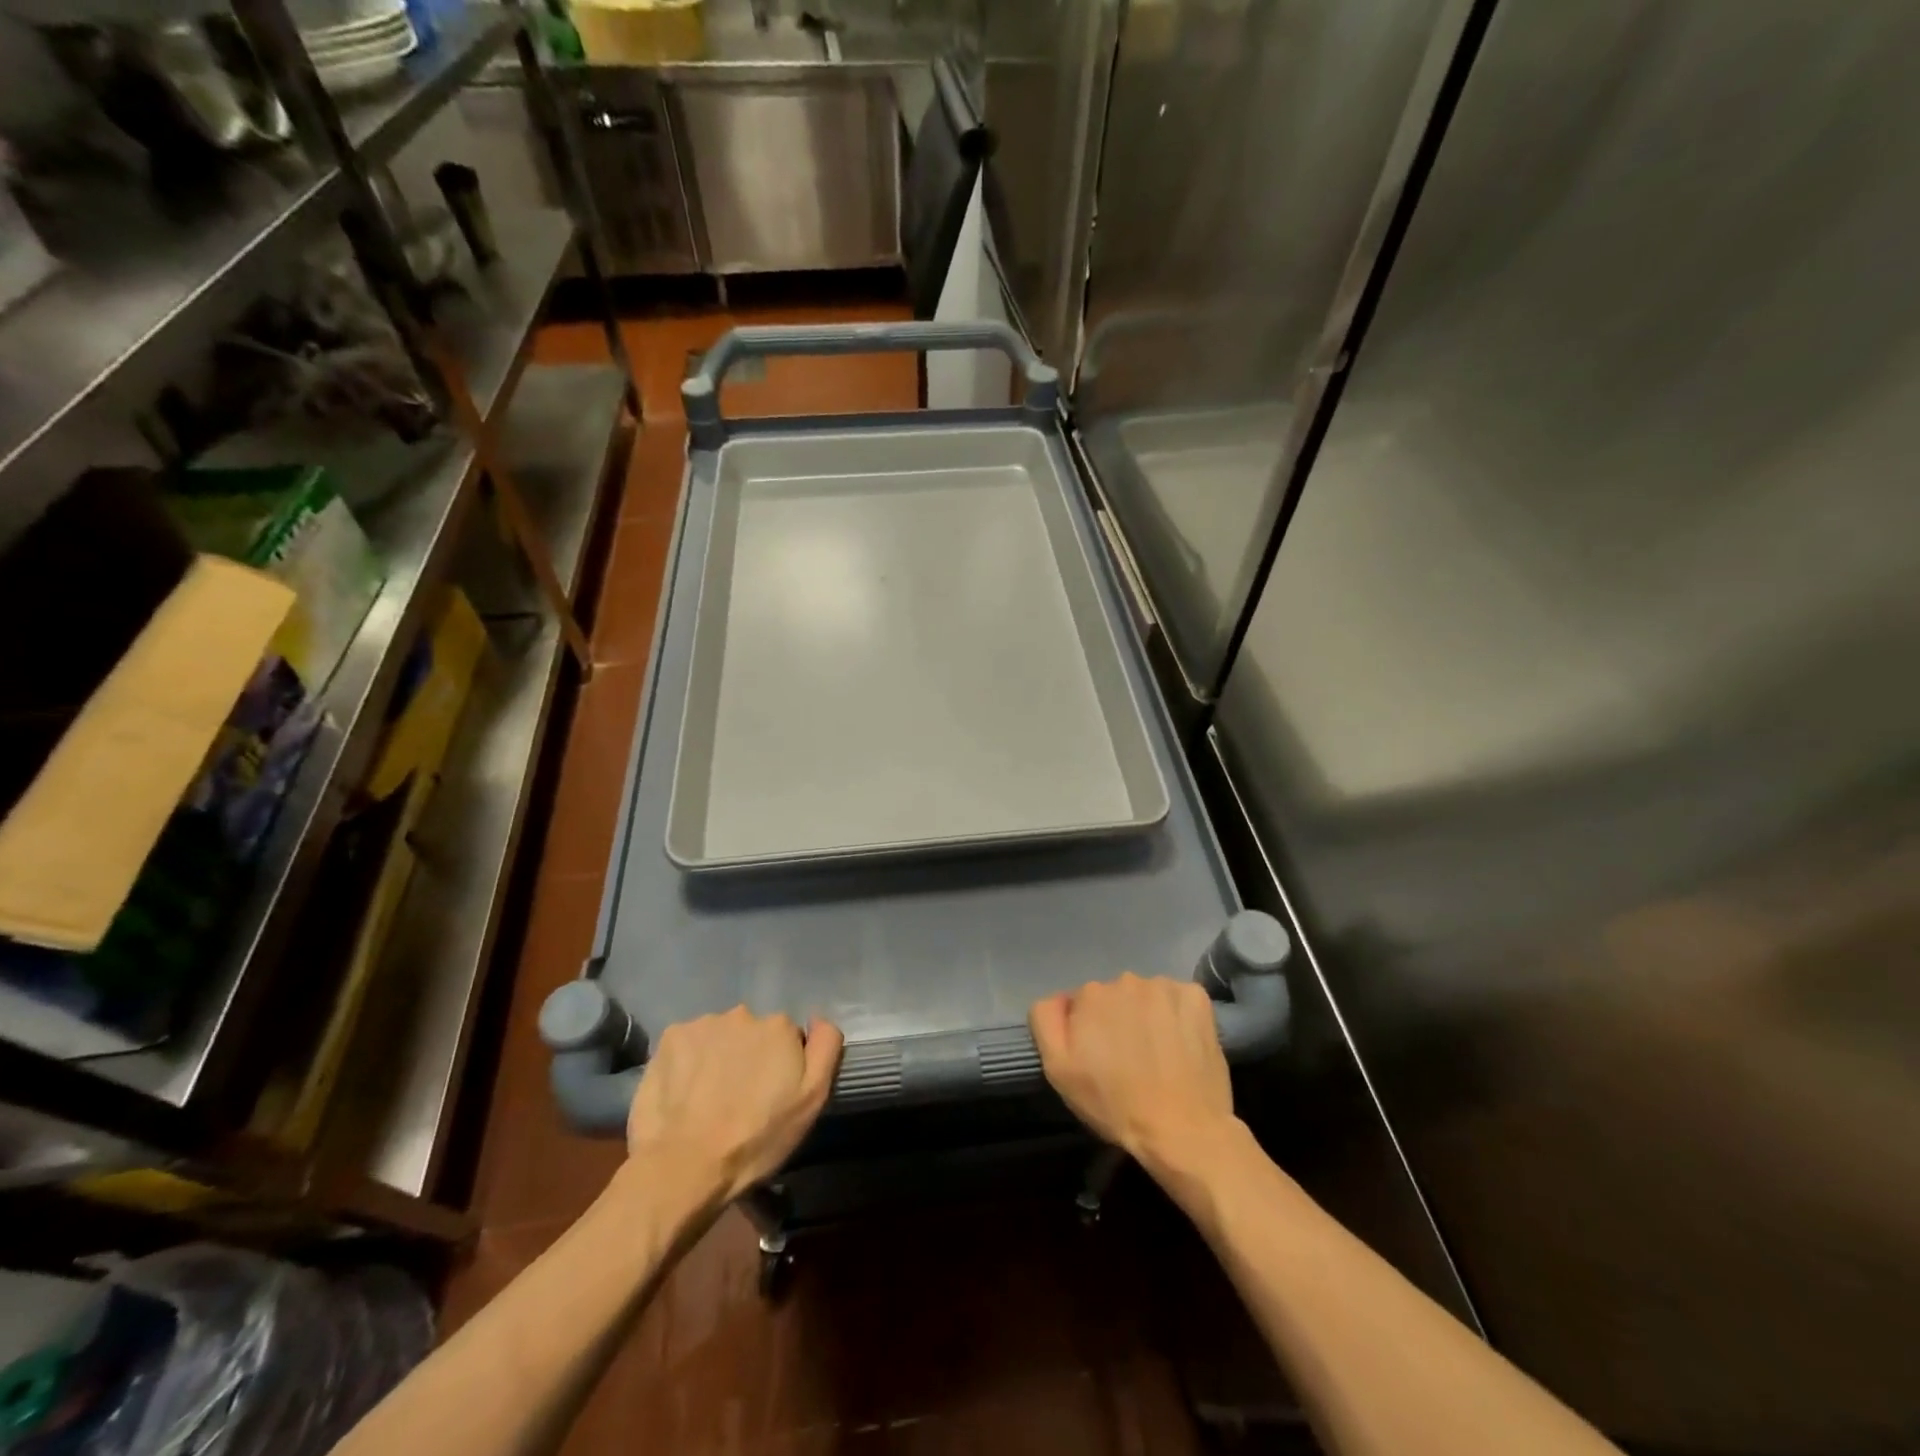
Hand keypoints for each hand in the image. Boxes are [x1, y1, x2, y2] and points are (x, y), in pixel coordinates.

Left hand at [625, 1007, 842, 1205]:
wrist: (685, 1167)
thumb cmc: (756, 1138)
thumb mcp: (811, 1100)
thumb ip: (825, 1048)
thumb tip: (818, 1019)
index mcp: (779, 1026)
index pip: (787, 1037)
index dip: (781, 1065)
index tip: (770, 1094)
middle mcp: (743, 1014)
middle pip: (752, 1032)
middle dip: (748, 1056)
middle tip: (738, 1098)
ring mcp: (703, 1024)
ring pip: (719, 1036)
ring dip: (718, 1057)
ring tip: (707, 1098)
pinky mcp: (669, 1038)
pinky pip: (687, 1043)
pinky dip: (688, 1060)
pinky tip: (683, 1090)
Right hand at [1030, 974, 1237, 1171]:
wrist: (1183, 1129)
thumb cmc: (1115, 1104)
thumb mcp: (1058, 1070)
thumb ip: (1046, 1022)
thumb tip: (1059, 999)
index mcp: (1091, 994)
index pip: (1081, 1003)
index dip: (1087, 1030)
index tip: (1098, 1057)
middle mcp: (1126, 979)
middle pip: (1115, 995)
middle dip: (1117, 1019)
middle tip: (1127, 1059)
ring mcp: (1165, 986)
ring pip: (1147, 996)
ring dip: (1147, 1016)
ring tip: (1157, 1054)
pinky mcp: (1197, 998)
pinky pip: (1178, 998)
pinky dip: (1178, 1015)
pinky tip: (1181, 1042)